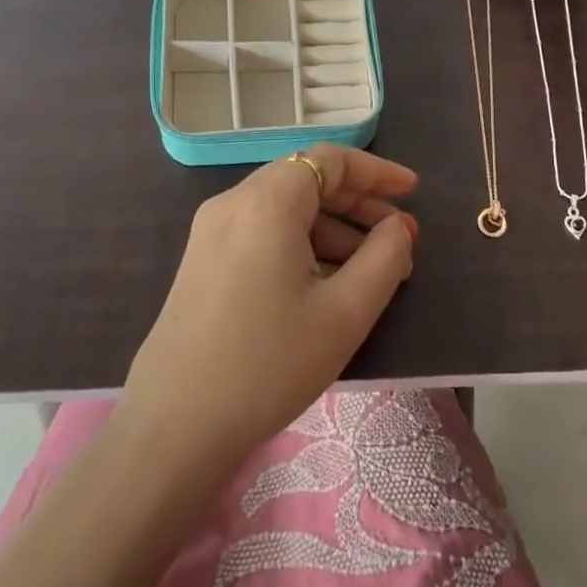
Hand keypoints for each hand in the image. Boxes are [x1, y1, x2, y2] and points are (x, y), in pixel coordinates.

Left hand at [121, 145, 418, 474]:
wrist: (173, 427)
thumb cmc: (268, 363)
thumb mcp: (344, 312)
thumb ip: (385, 257)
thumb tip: (400, 226)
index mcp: (267, 201)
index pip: (330, 159)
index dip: (377, 170)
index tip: (413, 193)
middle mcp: (234, 202)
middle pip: (306, 179)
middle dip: (357, 202)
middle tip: (398, 235)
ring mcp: (212, 232)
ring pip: (285, 209)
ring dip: (332, 228)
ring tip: (370, 271)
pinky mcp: (202, 262)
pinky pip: (262, 233)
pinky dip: (301, 244)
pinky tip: (324, 285)